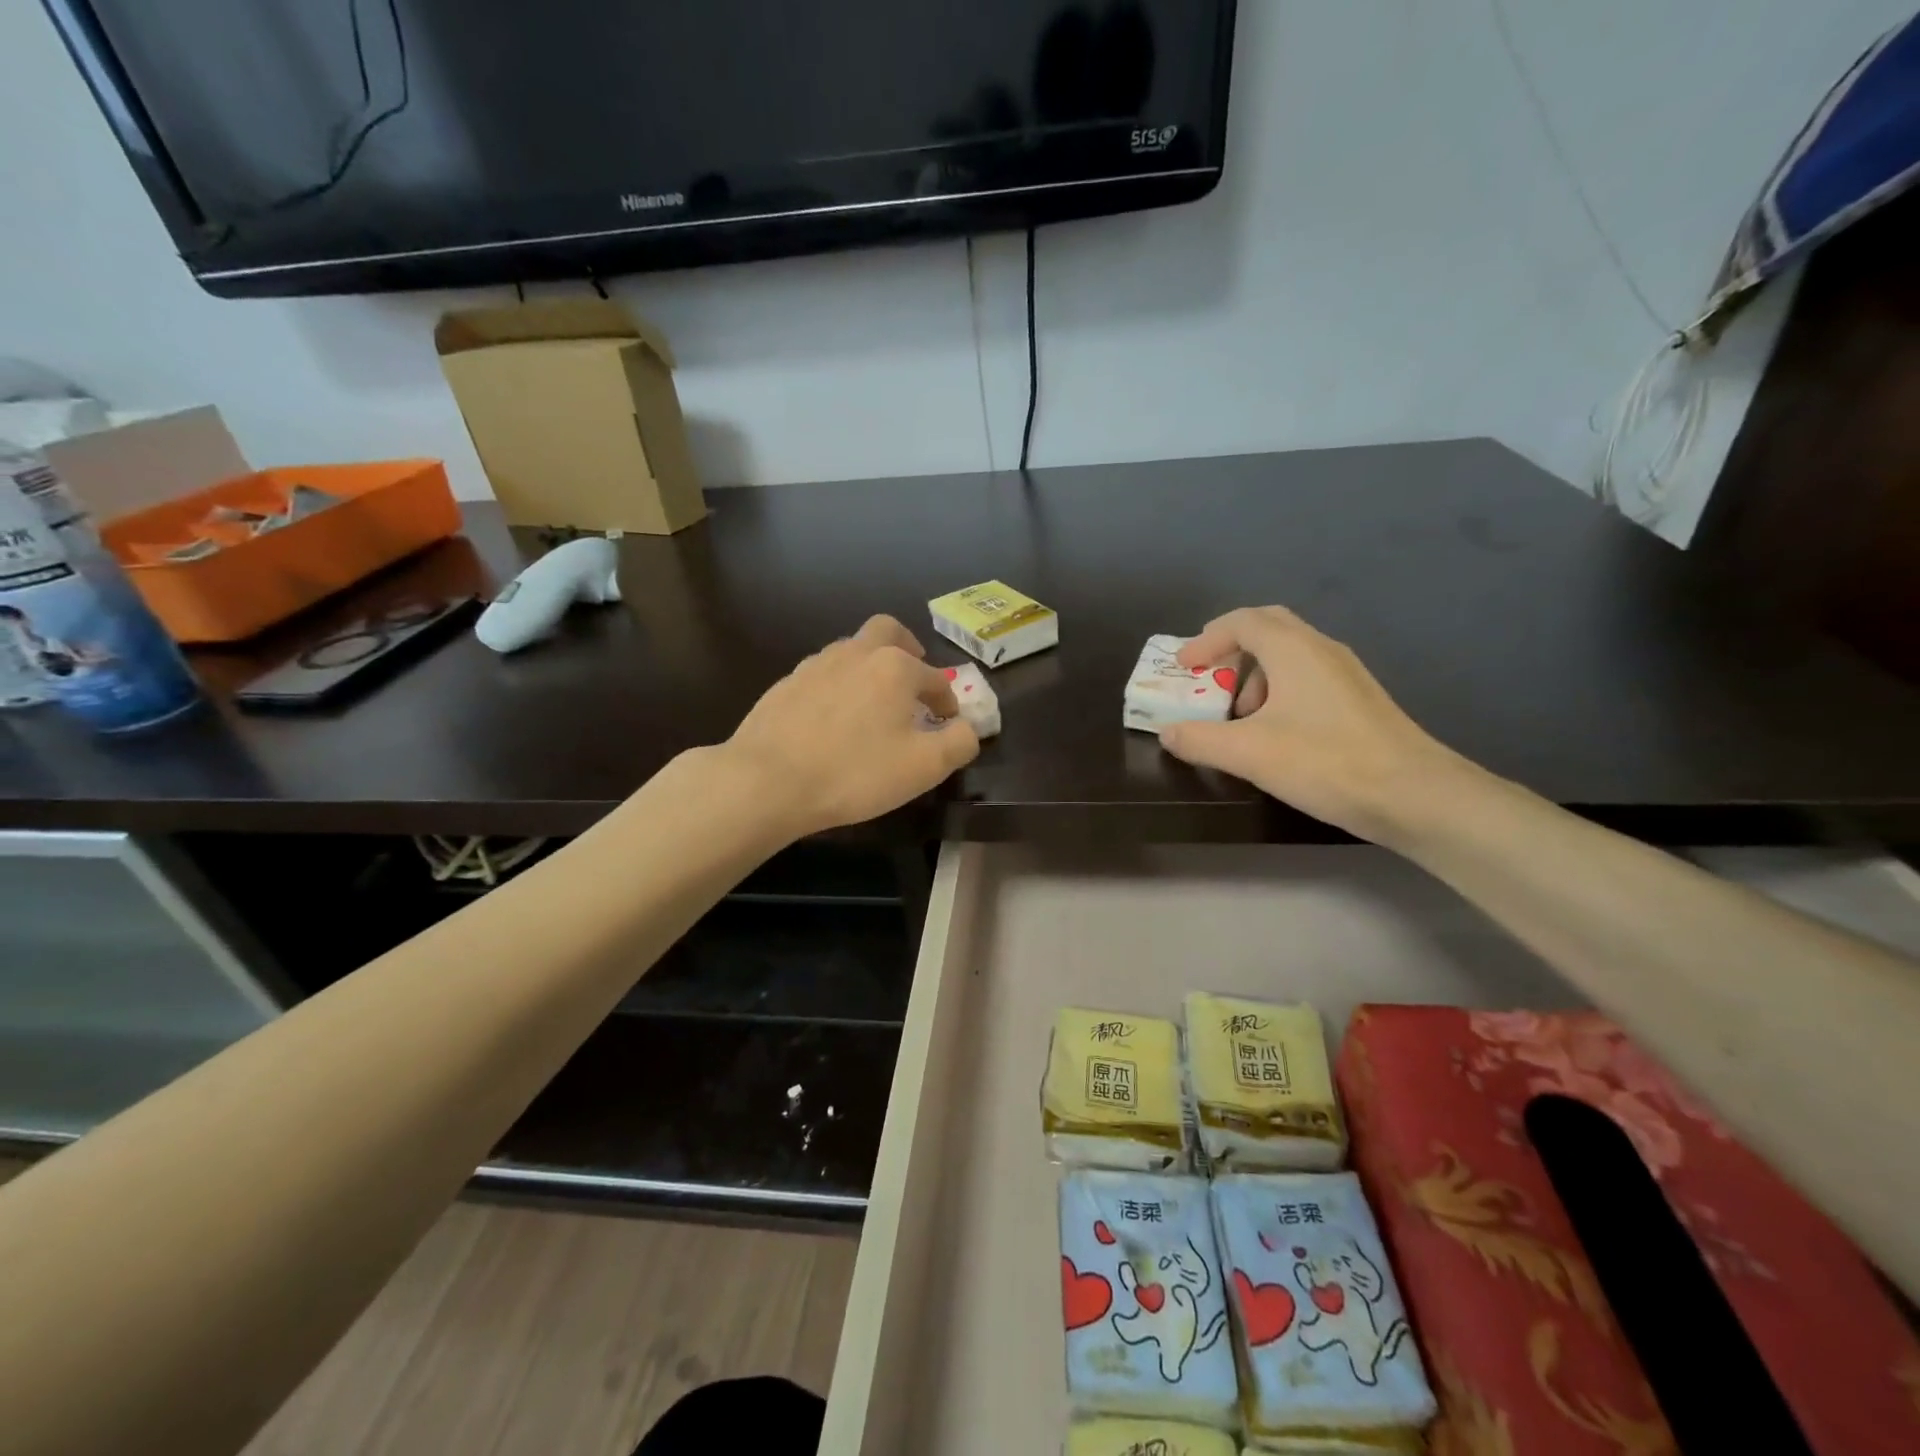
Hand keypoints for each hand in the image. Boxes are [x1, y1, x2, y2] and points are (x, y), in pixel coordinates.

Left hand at [724, 615, 979, 835]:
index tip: (947, 722)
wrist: (768, 780)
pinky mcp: (786, 684)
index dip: (947, 701)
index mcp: (895, 668)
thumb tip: (967, 728)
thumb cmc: (855, 772)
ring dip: (869, 666)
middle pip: (888, 631)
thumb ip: (958, 743)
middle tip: (912, 674)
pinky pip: (822, 674)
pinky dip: (838, 686)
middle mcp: (856, 654)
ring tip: (872, 702)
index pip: (935, 678)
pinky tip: (832, 718)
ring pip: (851, 650)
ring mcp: (816, 665)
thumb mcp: (924, 767)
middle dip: (907, 648)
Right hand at [1160, 607, 1465, 841]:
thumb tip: (1168, 732)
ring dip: (1255, 674)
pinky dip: (1279, 691)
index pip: (1242, 621)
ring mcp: (1345, 674)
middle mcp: (1321, 650)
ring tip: (1239, 715)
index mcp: (1293, 650)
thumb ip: (1199, 740)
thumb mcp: (1248, 753)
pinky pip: (1307, 677)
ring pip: (1290, 654)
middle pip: (1269, 627)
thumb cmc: (1326, 762)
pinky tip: (1275, 732)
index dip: (1206, 639)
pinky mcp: (1358, 700)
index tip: (1184, 667)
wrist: (1415, 795)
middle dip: (1231, 648)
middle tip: (1208, 674)